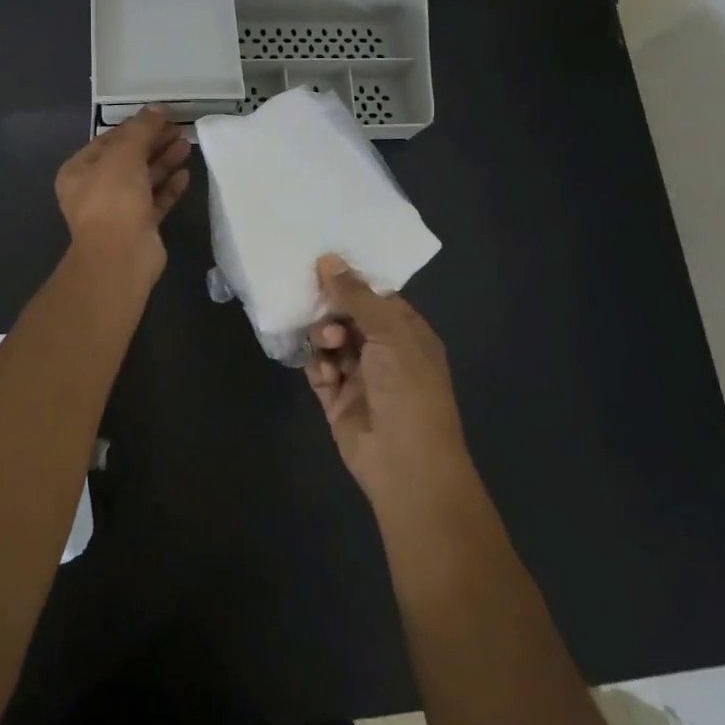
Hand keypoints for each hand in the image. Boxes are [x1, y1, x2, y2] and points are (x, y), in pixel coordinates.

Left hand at [55, 108, 190, 280]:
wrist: (120, 255)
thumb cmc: (113, 197)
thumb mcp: (125, 153)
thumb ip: (141, 129)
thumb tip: (156, 109)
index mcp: (80, 170)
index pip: (109, 140)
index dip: (135, 126)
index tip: (161, 116)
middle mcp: (95, 189)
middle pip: (128, 159)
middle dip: (153, 143)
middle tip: (179, 129)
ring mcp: (118, 210)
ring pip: (143, 179)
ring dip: (164, 162)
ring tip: (187, 145)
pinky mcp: (139, 226)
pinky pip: (155, 201)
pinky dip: (169, 187)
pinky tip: (186, 174)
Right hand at [305, 256, 472, 509]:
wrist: (405, 465)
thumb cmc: (408, 390)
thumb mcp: (389, 333)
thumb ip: (356, 296)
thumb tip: (328, 259)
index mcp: (407, 334)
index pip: (376, 297)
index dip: (351, 280)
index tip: (322, 262)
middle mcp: (384, 352)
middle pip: (348, 317)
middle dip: (331, 309)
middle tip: (317, 305)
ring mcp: (359, 377)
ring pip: (330, 342)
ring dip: (323, 337)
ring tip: (327, 345)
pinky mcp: (336, 399)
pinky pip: (318, 370)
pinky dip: (316, 365)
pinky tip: (321, 368)